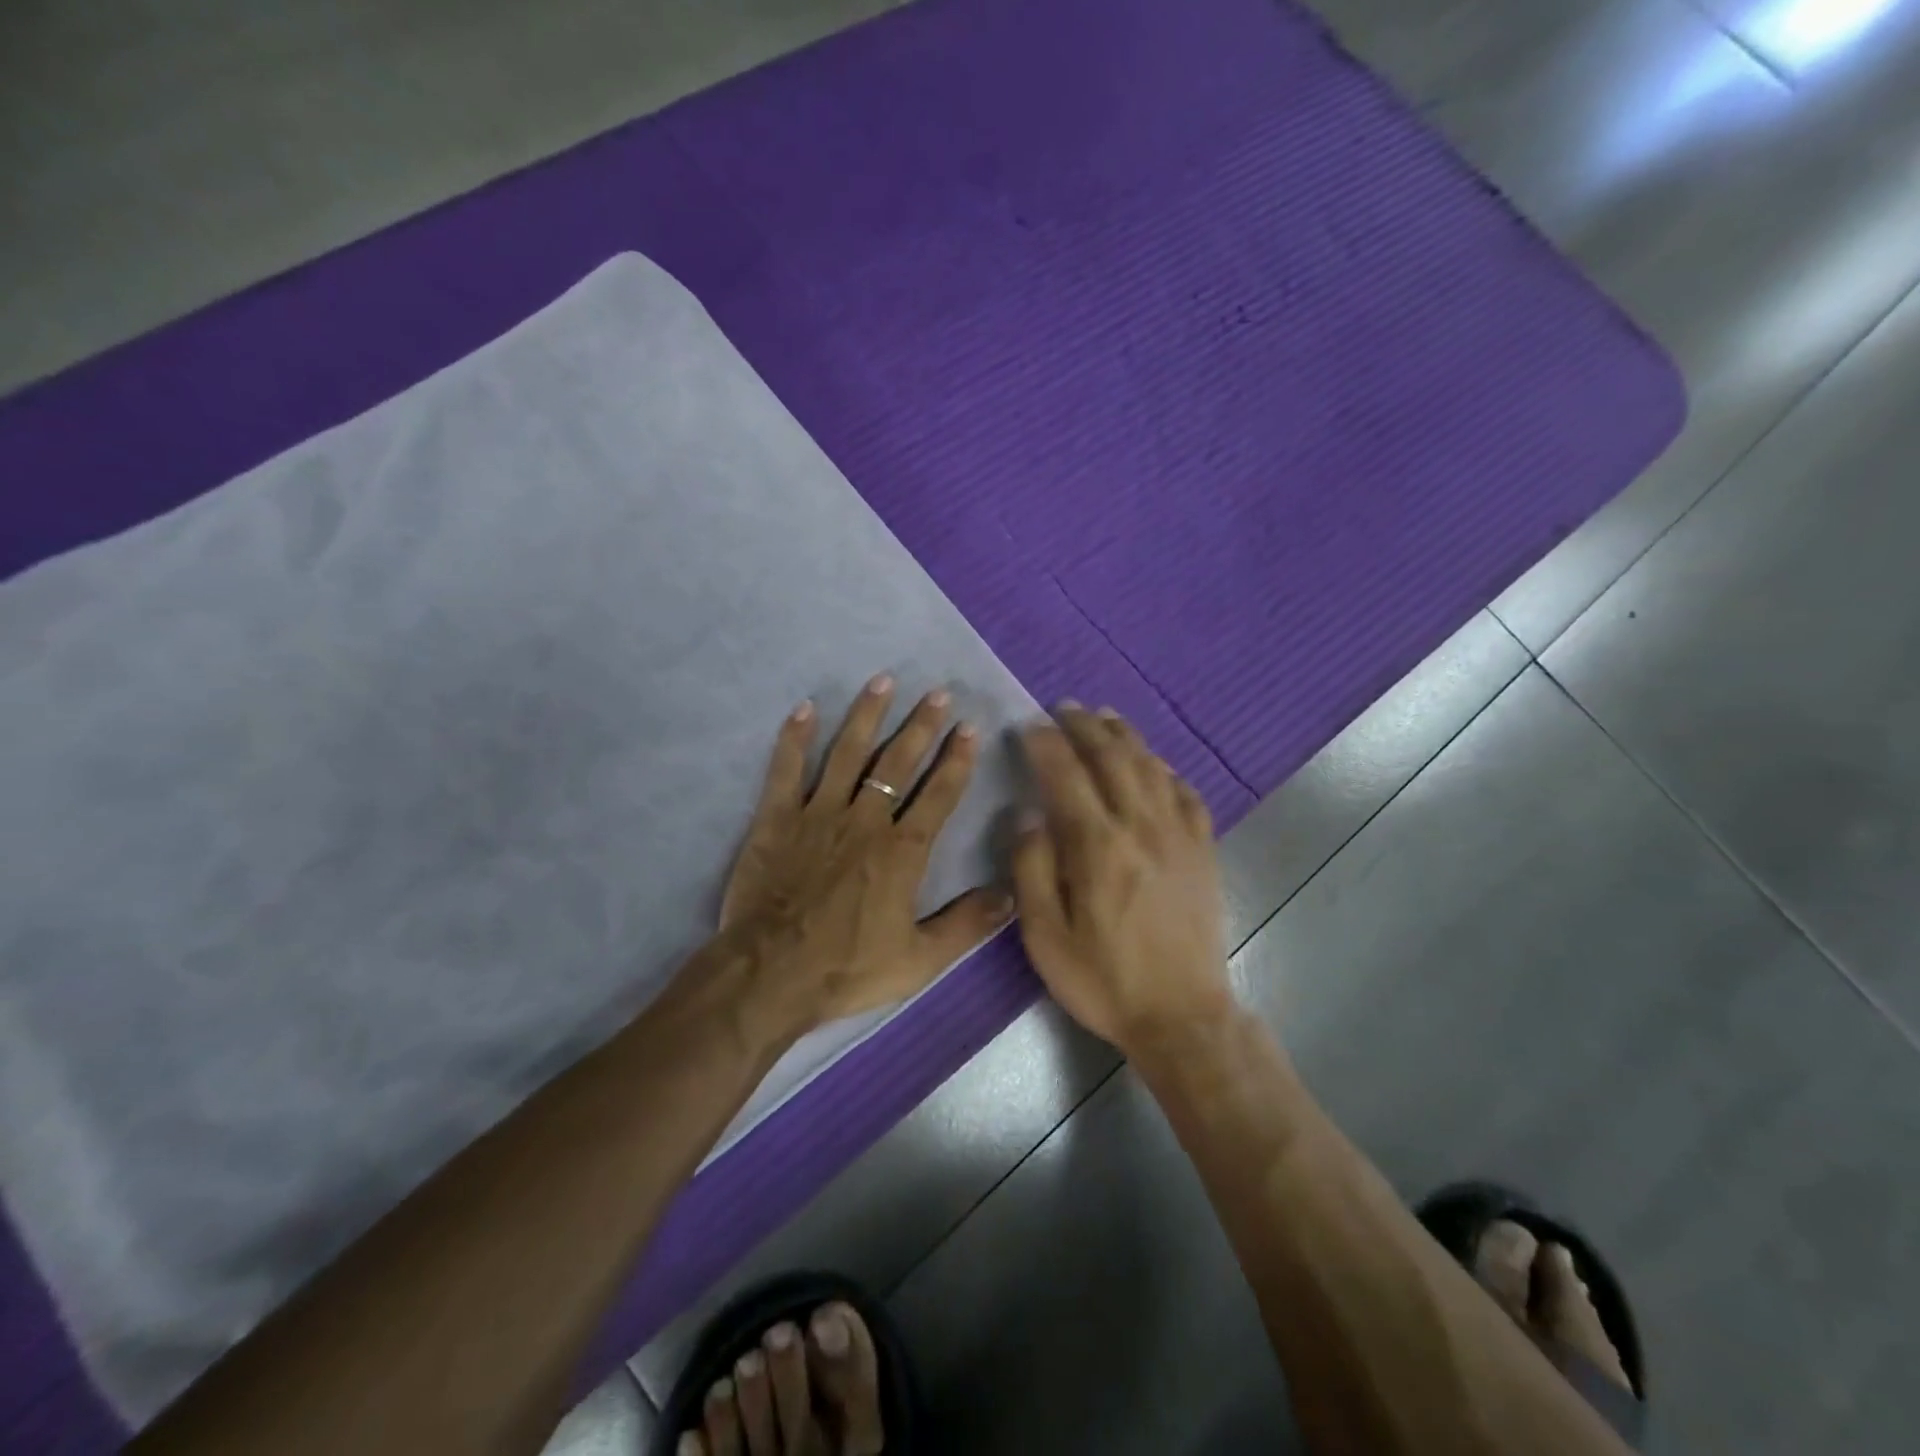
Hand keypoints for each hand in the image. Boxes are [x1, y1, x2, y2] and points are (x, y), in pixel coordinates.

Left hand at [719, 675, 1013, 1037]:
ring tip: (884, 680)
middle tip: (938, 693)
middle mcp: (865, 821)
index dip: (956, 760)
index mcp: (902, 851)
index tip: (969, 728)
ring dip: (867, 715)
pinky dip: (794, 738)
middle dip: (921, 726)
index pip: (938, 795)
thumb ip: (966, 925)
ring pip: (847, 754)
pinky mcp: (777, 819)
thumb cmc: (847, 969)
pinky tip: (805, 708)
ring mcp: (818, 814)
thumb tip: (1011, 894)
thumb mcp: (919, 960)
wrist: (770, 975)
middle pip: (898, 763)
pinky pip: (786, 770)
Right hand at [1011, 705, 1233, 1052]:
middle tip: (1063, 708)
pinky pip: (1185, 792)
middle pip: (1112, 756)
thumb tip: (1027, 813)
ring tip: (1103, 717)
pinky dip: (1164, 768)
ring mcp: (1179, 835)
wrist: (1182, 1015)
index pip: (1066, 773)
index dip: (1045, 742)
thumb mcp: (1044, 936)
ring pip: (1150, 765)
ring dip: (1124, 735)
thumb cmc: (1103, 979)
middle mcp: (1141, 826)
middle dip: (1084, 725)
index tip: (1028, 724)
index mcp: (1097, 846)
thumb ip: (1031, 868)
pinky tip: (1153, 764)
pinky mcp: (1203, 849)